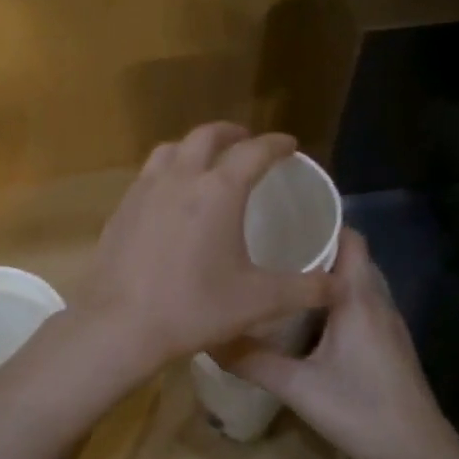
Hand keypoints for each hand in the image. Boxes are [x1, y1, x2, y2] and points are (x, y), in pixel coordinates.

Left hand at [72, 124, 336, 375]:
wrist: (120, 324)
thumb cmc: (194, 307)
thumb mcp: (258, 301)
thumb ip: (304, 289)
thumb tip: (338, 284)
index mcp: (219, 191)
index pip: (254, 152)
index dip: (276, 144)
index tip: (289, 145)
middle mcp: (180, 178)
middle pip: (207, 136)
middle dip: (232, 134)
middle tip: (246, 143)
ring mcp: (144, 190)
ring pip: (171, 149)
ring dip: (194, 147)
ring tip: (206, 162)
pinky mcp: (121, 209)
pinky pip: (148, 174)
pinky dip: (168, 171)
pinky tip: (170, 197)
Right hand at [230, 227, 458, 458]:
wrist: (419, 454)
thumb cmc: (361, 410)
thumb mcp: (298, 387)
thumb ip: (252, 361)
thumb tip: (208, 338)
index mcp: (358, 297)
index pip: (349, 237)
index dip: (320, 221)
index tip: (281, 215)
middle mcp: (377, 300)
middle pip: (351, 256)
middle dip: (315, 245)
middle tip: (270, 244)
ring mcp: (387, 323)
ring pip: (356, 281)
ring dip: (325, 273)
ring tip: (282, 274)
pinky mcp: (388, 344)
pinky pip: (360, 303)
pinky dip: (335, 297)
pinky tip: (306, 317)